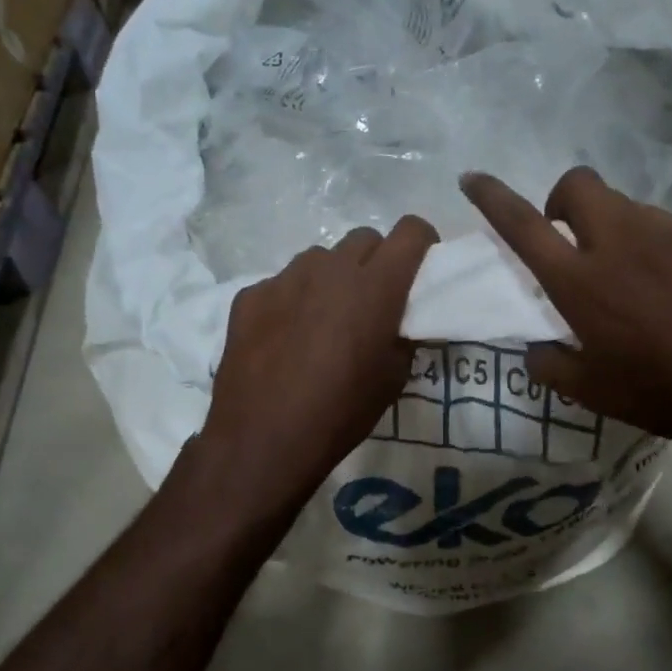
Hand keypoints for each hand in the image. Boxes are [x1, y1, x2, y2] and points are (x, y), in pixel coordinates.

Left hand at [201, 218, 437, 507]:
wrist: (263, 439)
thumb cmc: (341, 412)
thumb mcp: (393, 379)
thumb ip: (403, 335)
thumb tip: (400, 321)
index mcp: (375, 286)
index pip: (411, 230)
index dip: (421, 244)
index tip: (418, 269)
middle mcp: (331, 268)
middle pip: (364, 238)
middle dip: (376, 261)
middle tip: (372, 301)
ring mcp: (285, 278)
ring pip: (320, 259)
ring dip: (332, 279)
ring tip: (324, 320)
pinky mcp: (250, 295)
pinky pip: (283, 283)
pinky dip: (293, 300)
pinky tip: (285, 338)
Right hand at [461, 168, 671, 459]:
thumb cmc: (660, 393)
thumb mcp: (591, 393)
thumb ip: (549, 365)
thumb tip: (535, 349)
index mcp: (581, 282)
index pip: (524, 225)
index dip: (492, 197)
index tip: (473, 179)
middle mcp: (620, 243)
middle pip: (579, 185)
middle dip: (562, 199)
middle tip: (570, 240)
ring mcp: (668, 235)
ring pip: (624, 205)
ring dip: (609, 226)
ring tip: (627, 275)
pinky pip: (663, 227)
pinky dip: (649, 244)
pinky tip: (668, 286)